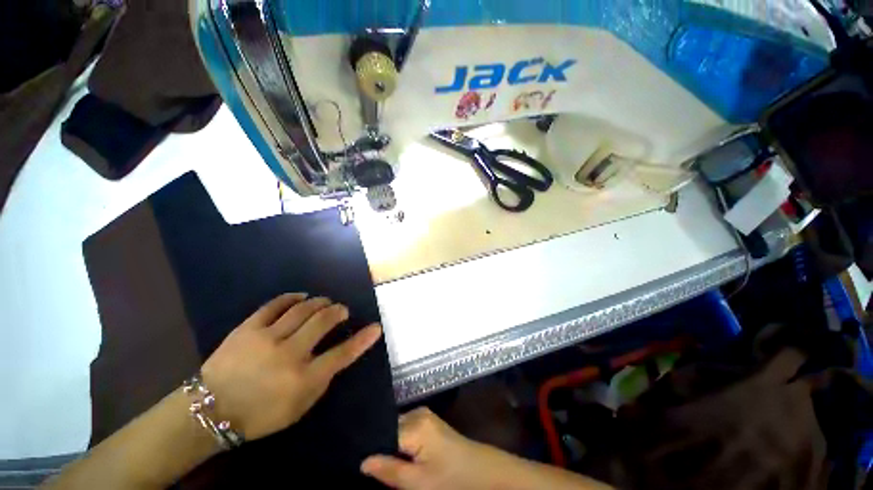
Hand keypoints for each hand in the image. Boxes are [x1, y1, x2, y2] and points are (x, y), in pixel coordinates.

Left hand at [200, 293, 381, 440]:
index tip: (376, 328)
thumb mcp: (298, 408)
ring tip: (325, 302)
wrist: (210, 410)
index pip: (342, 354)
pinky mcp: (247, 328)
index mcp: (303, 379)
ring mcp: (267, 339)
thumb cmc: (260, 415)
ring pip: (302, 310)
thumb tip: (336, 356)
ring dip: (319, 302)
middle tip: (342, 310)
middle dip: (338, 312)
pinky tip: (301, 296)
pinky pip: (274, 305)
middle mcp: (289, 355)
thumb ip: (321, 381)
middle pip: (323, 322)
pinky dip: (292, 298)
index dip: (362, 339)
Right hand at [360, 408, 495, 489]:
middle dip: (379, 447)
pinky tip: (397, 458)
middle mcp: (418, 412)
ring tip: (382, 465)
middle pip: (389, 428)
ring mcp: (424, 415)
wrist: (482, 472)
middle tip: (369, 469)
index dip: (370, 447)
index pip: (382, 431)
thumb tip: (363, 461)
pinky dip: (400, 444)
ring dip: (389, 446)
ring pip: (396, 430)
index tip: (356, 461)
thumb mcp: (418, 483)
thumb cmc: (452, 479)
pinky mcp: (428, 422)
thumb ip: (389, 471)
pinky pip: (406, 430)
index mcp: (415, 423)